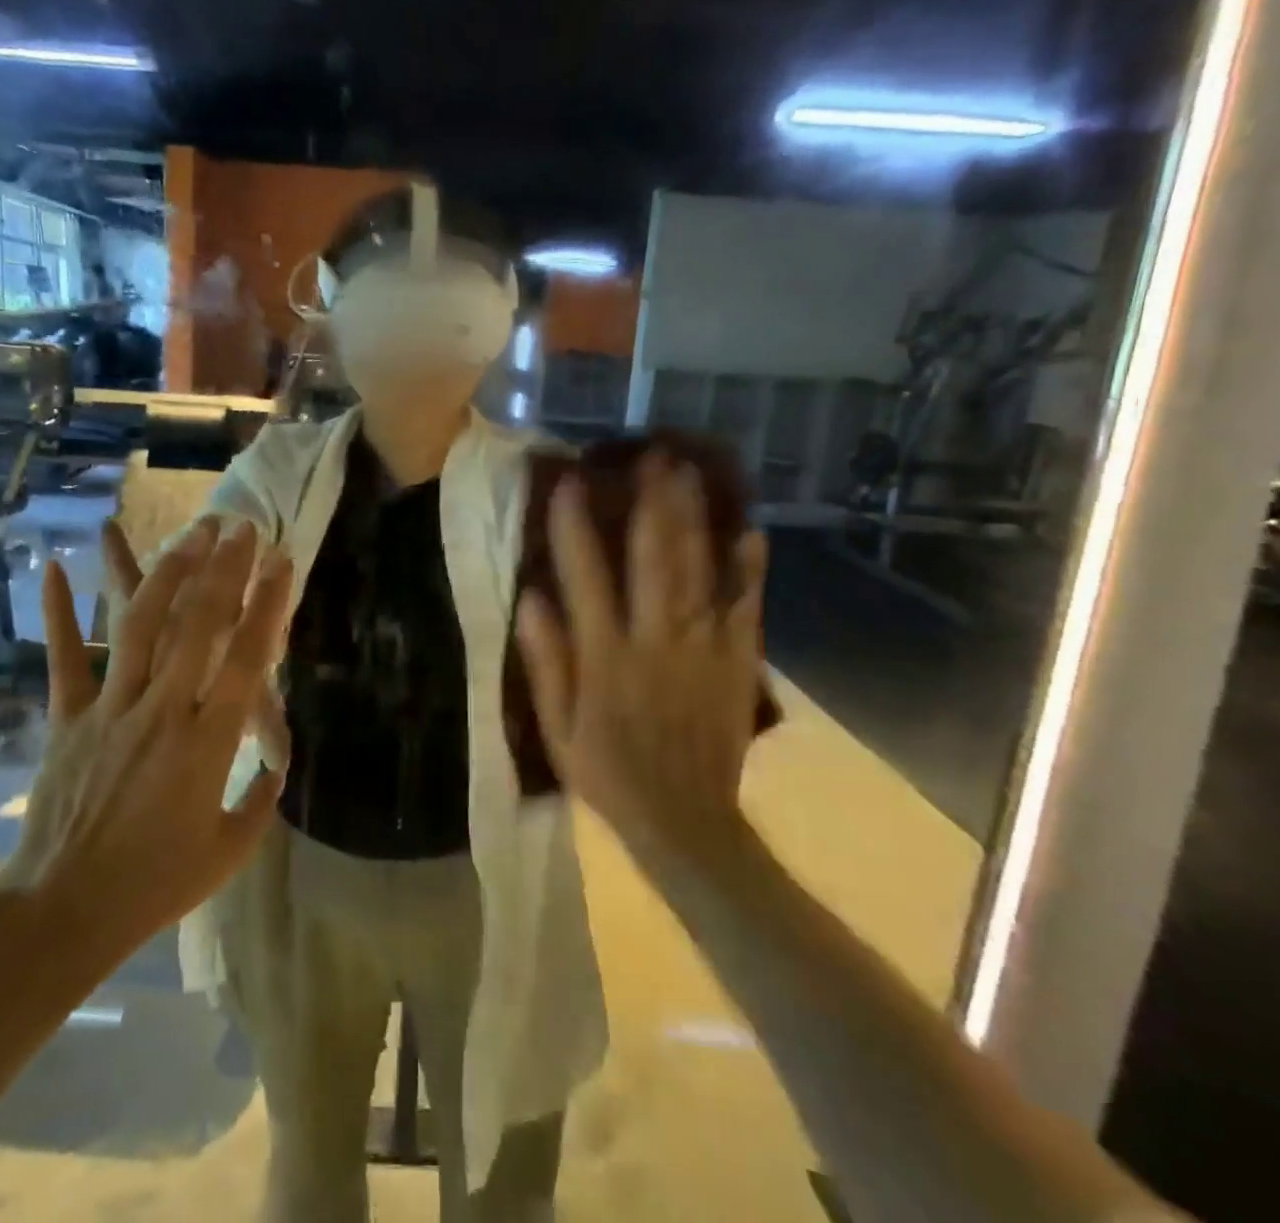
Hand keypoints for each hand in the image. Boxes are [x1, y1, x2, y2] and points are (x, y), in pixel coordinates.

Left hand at [5, 518, 292, 954]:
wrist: (63, 912)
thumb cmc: (156, 885)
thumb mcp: (229, 850)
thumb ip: (261, 801)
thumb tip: (278, 767)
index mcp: (207, 743)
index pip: (247, 658)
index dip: (267, 605)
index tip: (281, 563)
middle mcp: (162, 711)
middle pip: (198, 625)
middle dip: (224, 569)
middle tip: (240, 527)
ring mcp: (110, 709)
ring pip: (140, 627)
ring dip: (167, 573)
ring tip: (189, 534)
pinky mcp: (67, 717)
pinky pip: (65, 658)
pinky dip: (57, 612)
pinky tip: (54, 566)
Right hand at [514, 452, 767, 870]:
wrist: (686, 824)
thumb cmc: (609, 775)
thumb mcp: (557, 729)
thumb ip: (546, 663)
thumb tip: (530, 598)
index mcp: (606, 656)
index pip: (586, 576)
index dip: (574, 526)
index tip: (568, 483)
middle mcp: (655, 640)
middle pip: (654, 558)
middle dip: (651, 502)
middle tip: (651, 454)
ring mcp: (704, 647)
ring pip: (698, 569)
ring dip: (693, 517)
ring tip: (688, 471)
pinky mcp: (738, 661)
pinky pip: (745, 605)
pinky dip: (748, 567)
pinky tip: (749, 529)